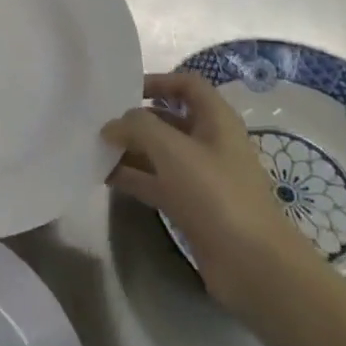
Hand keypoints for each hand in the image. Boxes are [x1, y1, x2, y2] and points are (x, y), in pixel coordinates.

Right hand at [104, 72, 314, 317]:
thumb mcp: (171, 149)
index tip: (122, 90)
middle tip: (98, 120)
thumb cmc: (215, 194)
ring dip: (129, 148)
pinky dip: (132, 176)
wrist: (252, 264)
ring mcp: (201, 177)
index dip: (157, 81)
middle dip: (135, 118)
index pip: (187, 85)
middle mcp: (210, 143)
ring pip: (159, 152)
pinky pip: (156, 182)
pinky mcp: (191, 206)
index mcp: (216, 121)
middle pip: (168, 119)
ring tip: (93, 147)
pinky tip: (103, 176)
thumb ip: (137, 127)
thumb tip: (111, 125)